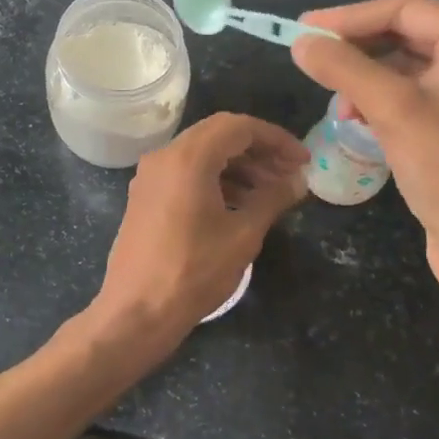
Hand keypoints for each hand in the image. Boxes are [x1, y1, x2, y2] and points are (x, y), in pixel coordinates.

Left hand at [91, 113, 308, 348]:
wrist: (136, 311)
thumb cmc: (193, 271)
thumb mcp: (242, 235)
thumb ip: (272, 199)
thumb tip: (298, 181)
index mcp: (188, 157)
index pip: (239, 126)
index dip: (276, 139)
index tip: (302, 161)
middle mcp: (165, 156)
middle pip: (219, 134)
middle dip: (258, 150)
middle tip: (289, 173)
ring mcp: (150, 175)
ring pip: (202, 153)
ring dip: (238, 165)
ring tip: (271, 192)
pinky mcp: (145, 195)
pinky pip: (185, 172)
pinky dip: (215, 178)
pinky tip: (239, 203)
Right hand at [290, 0, 438, 363]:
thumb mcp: (392, 110)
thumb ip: (344, 67)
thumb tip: (301, 40)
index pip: (405, 8)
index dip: (350, 17)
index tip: (303, 30)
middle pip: (406, 32)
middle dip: (357, 47)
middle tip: (312, 59)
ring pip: (405, 64)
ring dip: (365, 76)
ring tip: (337, 101)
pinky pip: (414, 92)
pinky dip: (381, 99)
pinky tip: (357, 120)